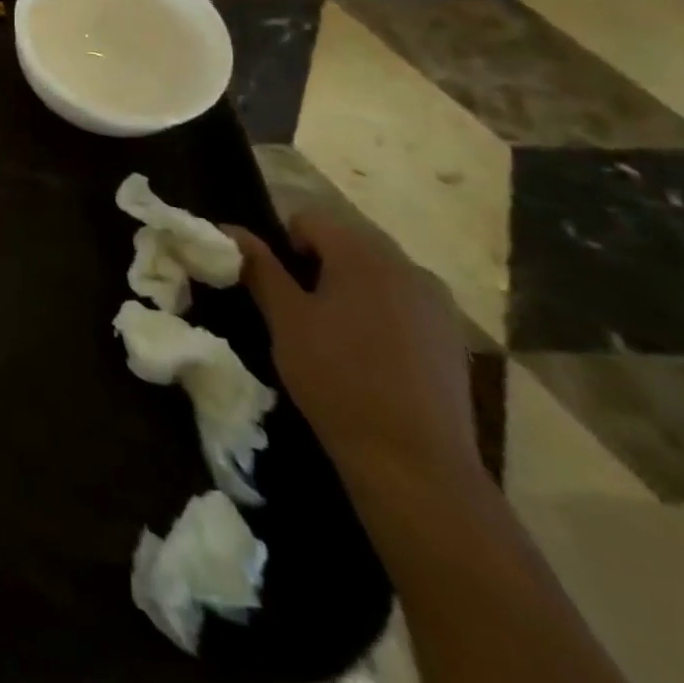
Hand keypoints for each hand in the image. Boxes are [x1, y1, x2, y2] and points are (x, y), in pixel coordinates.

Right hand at [225, 214, 478, 493]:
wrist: (414, 463)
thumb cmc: (337, 378)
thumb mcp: (285, 319)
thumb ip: (258, 267)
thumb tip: (229, 230)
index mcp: (364, 255)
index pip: (309, 220)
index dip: (283, 245)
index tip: (275, 286)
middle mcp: (408, 267)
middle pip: (347, 243)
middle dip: (317, 266)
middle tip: (298, 310)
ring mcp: (438, 305)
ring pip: (376, 275)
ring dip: (348, 289)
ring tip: (332, 335)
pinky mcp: (453, 339)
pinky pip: (404, 305)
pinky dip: (379, 314)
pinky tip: (369, 357)